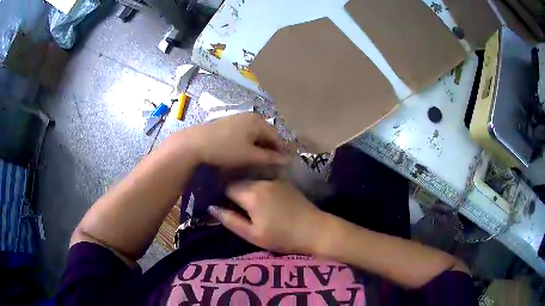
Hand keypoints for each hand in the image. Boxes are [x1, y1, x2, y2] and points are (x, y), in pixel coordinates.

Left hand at [174, 114, 289, 167]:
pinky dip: (249, 141)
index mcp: (258, 122)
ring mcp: (238, 117)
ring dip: (259, 145)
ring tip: (257, 158)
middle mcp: (251, 116)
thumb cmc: (226, 149)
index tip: (281, 164)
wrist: (196, 143)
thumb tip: (287, 160)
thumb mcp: (250, 156)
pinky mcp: (229, 122)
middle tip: (269, 162)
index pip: (277, 137)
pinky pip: (245, 131)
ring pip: (255, 132)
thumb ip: (270, 158)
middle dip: (269, 147)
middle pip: (266, 133)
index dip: (280, 151)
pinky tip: (244, 150)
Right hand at [209, 180, 326, 253]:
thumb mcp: (252, 234)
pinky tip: (265, 204)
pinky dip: (259, 191)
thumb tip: (212, 208)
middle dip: (233, 193)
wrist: (316, 230)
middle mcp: (262, 182)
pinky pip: (265, 184)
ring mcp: (275, 181)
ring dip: (247, 192)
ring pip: (252, 182)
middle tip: (235, 209)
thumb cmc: (282, 237)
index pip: (227, 187)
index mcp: (252, 194)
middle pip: (239, 182)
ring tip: (249, 207)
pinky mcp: (286, 183)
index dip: (222, 196)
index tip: (222, 206)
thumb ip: (230, 220)